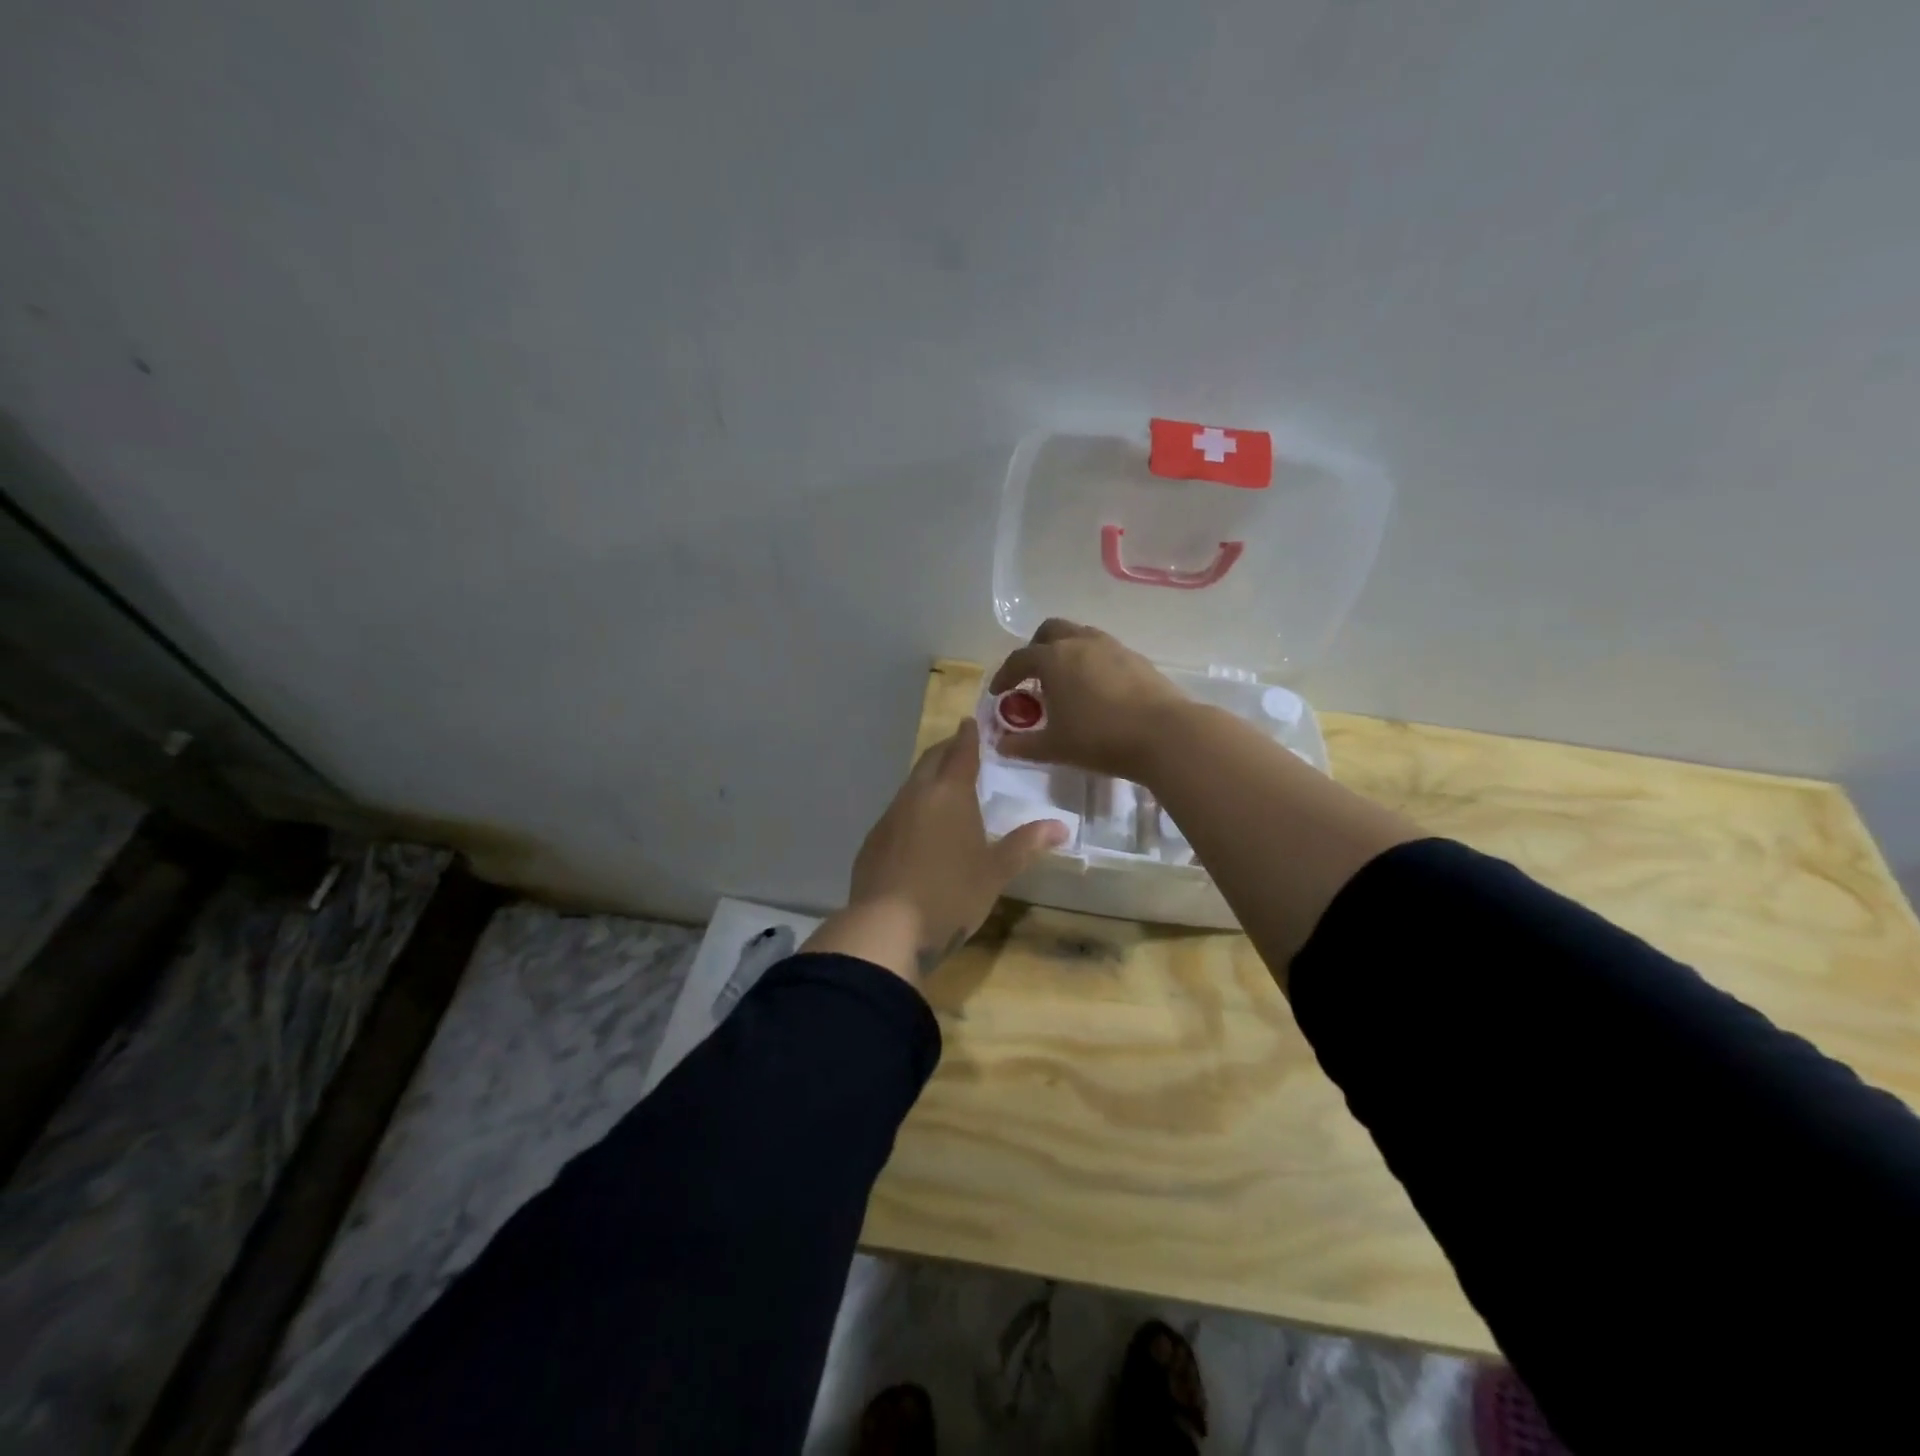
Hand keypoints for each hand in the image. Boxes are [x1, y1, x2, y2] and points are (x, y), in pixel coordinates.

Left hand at [802, 718, 1066, 982]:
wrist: (886, 927)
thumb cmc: (951, 894)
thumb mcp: (995, 872)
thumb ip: (1025, 844)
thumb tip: (1061, 826)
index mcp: (949, 794)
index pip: (961, 751)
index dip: (969, 735)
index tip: (972, 722)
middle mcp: (916, 795)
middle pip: (931, 760)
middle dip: (947, 750)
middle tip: (962, 749)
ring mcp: (889, 816)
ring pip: (911, 785)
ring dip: (928, 778)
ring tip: (945, 787)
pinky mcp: (873, 840)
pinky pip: (897, 812)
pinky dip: (913, 808)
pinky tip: (920, 829)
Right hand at [988, 619, 1189, 781]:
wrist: (1164, 735)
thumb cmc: (1100, 738)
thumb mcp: (1054, 747)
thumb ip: (1023, 745)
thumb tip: (1000, 744)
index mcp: (1053, 659)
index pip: (1019, 659)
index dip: (1005, 675)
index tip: (999, 693)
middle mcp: (1080, 643)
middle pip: (1050, 631)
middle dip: (1036, 649)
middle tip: (1033, 676)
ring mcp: (1112, 646)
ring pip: (1080, 636)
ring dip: (1066, 652)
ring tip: (1065, 682)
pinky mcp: (1137, 658)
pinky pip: (1104, 651)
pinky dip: (1091, 662)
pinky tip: (1096, 689)